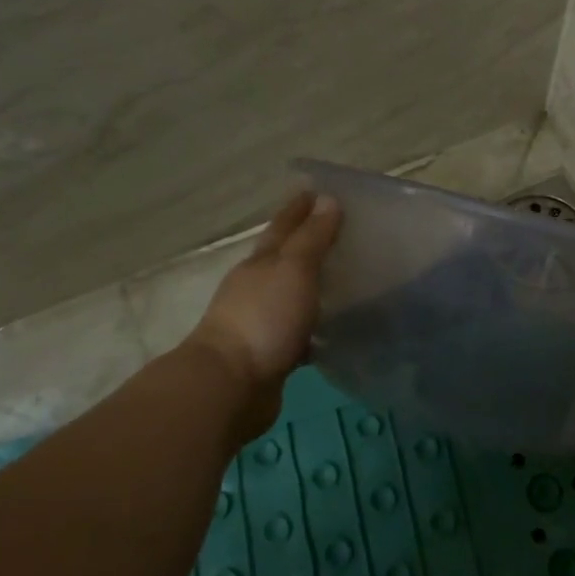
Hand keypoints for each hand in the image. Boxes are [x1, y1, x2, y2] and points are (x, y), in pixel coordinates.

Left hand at [186, 191, 340, 436]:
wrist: (230, 386)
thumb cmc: (263, 318)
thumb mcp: (292, 269)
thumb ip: (312, 238)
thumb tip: (327, 200)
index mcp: (261, 262)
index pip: (284, 225)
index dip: (300, 207)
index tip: (318, 189)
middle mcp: (257, 286)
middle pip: (285, 257)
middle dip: (307, 242)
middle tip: (340, 231)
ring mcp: (261, 320)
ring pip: (292, 294)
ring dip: (312, 284)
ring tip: (344, 278)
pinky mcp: (271, 353)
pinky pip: (299, 330)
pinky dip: (314, 324)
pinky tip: (334, 328)